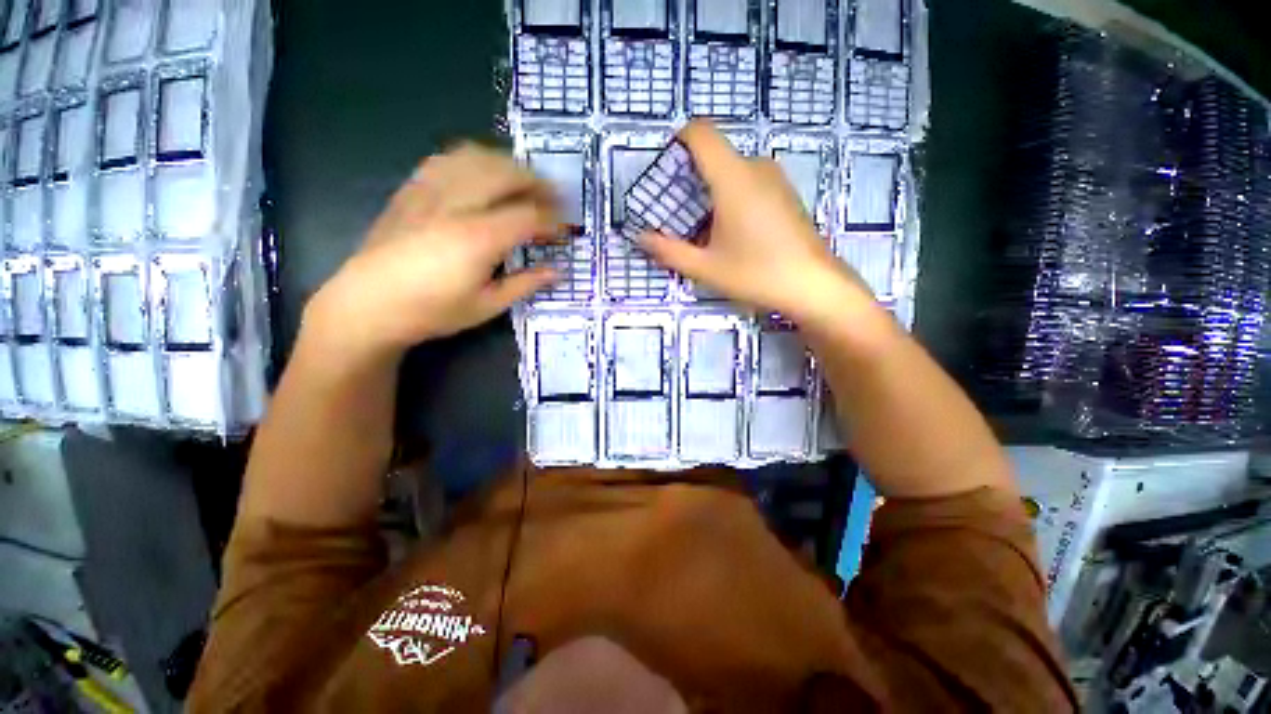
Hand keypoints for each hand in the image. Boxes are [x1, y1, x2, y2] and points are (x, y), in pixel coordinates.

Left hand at [305, 144, 561, 359]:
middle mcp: (457, 205)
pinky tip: (481, 174)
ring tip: (523, 181)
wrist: (368, 304)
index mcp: (479, 239)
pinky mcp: (412, 190)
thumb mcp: (487, 306)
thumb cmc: (432, 312)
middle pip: (506, 174)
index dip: (553, 220)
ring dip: (507, 165)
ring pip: (477, 158)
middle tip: (555, 197)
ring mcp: (430, 192)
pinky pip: (447, 160)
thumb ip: (525, 284)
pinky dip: (473, 160)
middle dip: (537, 182)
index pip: (529, 216)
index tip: (565, 230)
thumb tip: (558, 272)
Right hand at [639, 121, 870, 328]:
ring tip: (703, 231)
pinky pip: (750, 183)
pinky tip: (732, 234)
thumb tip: (640, 238)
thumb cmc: (756, 273)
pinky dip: (731, 198)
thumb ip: (668, 251)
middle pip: (714, 155)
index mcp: (733, 177)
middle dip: (690, 179)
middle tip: (677, 216)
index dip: (678, 142)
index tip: (665, 171)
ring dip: (710, 192)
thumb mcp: (705, 267)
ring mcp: (775, 179)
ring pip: (732, 170)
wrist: (813, 285)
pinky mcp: (785, 194)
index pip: (700, 133)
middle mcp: (755, 167)